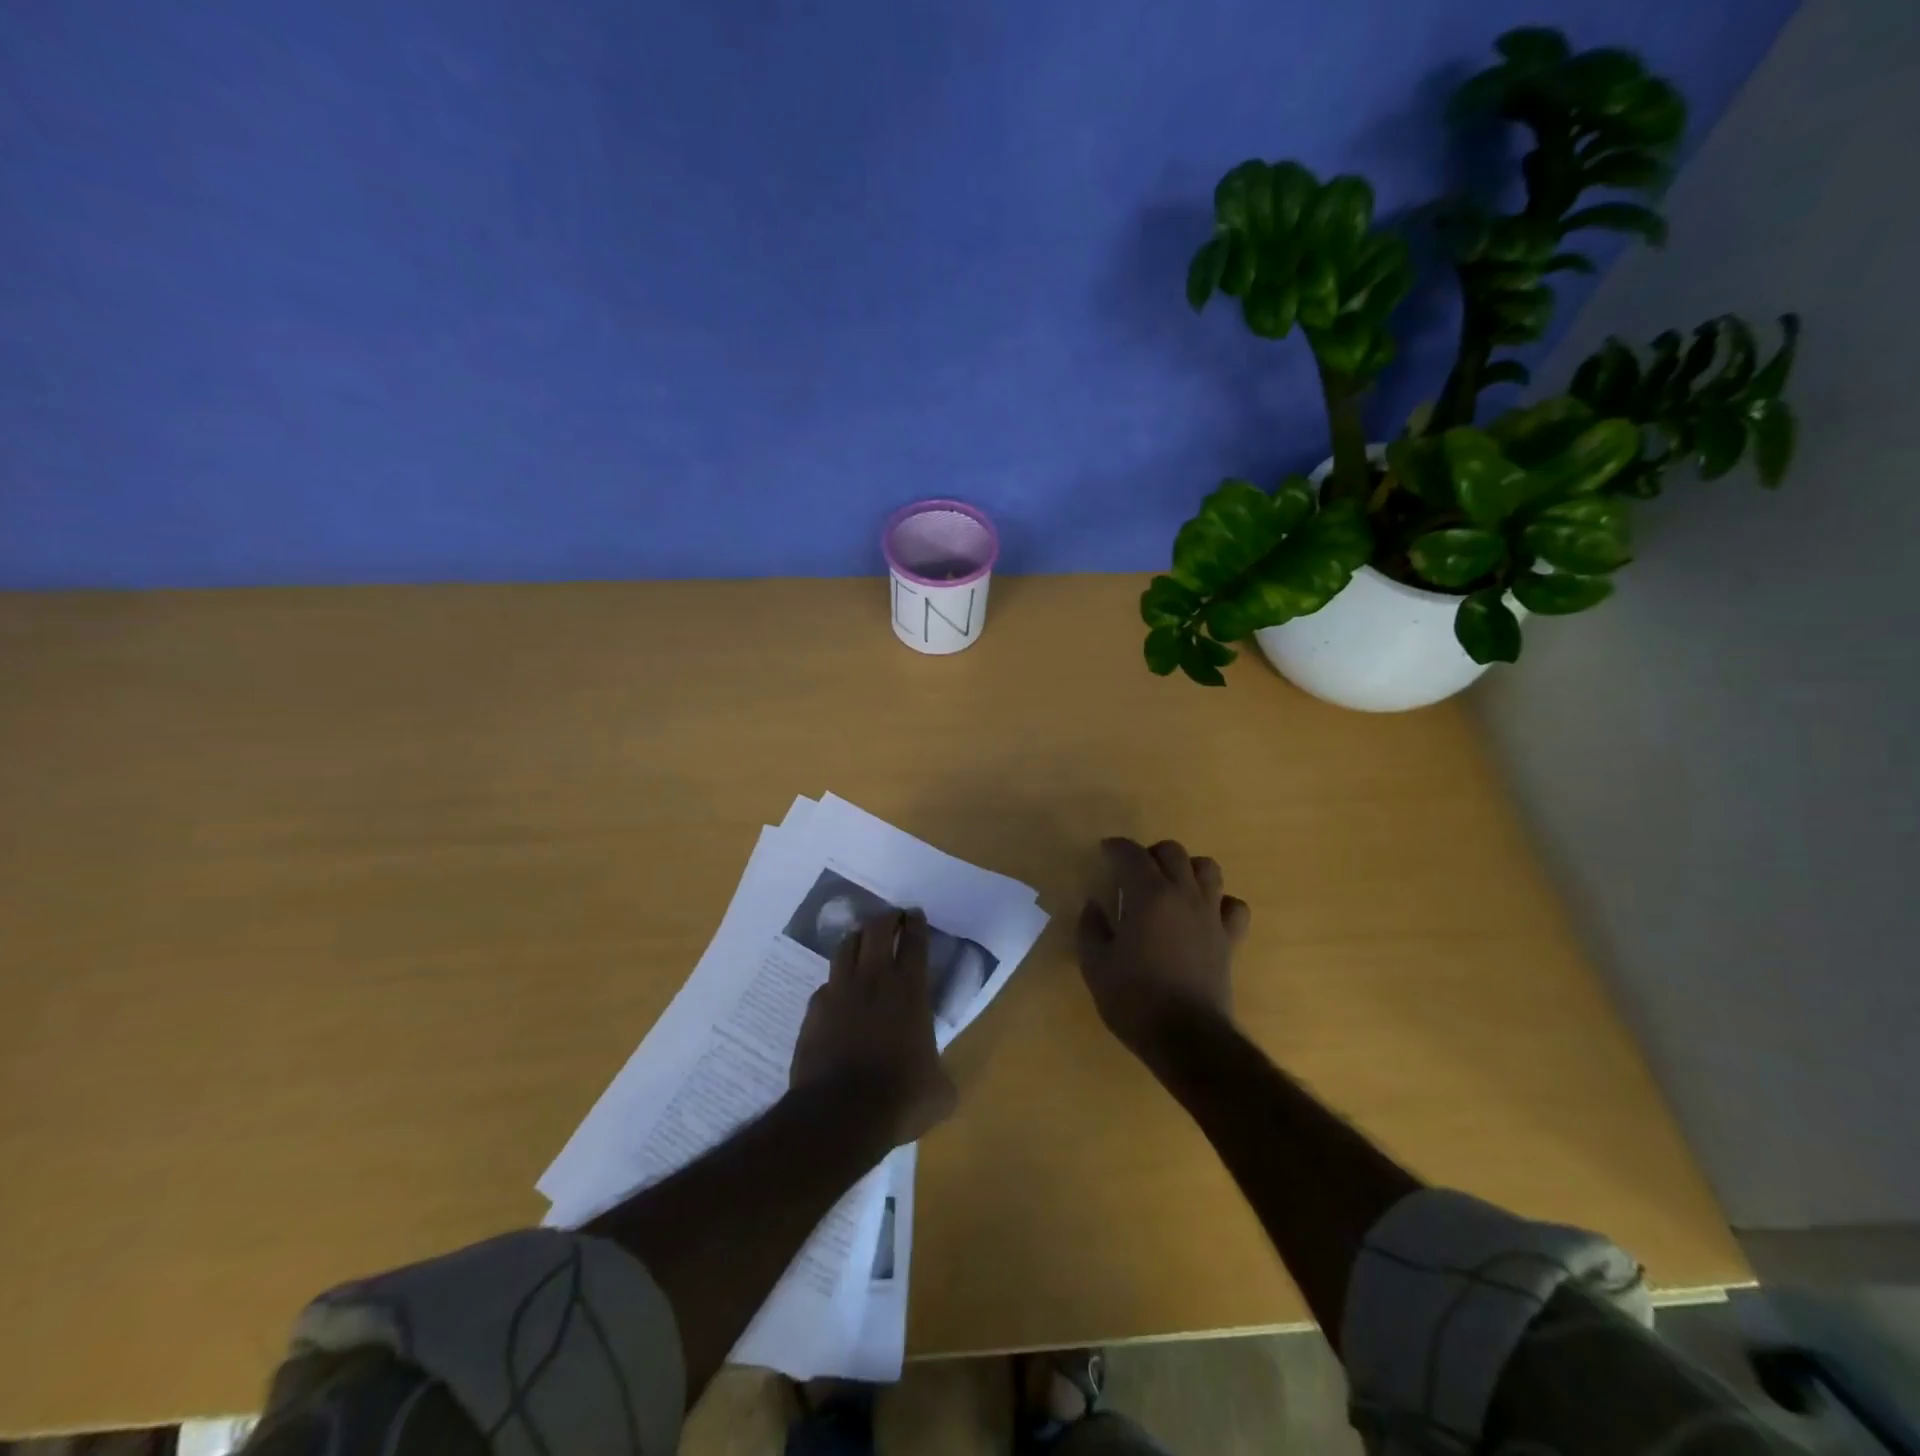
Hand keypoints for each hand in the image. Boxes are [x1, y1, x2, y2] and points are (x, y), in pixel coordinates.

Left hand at [791, 909, 957, 1148]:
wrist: (840, 1114)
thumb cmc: (899, 1097)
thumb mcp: (939, 1092)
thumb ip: (941, 1075)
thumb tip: (941, 1082)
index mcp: (910, 990)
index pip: (914, 941)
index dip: (916, 923)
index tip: (915, 914)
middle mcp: (874, 980)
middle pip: (877, 929)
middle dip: (887, 918)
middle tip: (892, 918)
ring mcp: (840, 991)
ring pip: (846, 946)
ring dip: (858, 938)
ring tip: (863, 940)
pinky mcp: (814, 1009)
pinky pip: (826, 983)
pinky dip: (836, 981)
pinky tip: (838, 992)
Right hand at [1076, 838, 1250, 1057]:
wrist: (1187, 1038)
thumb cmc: (1134, 999)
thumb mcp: (1095, 964)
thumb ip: (1091, 928)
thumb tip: (1094, 906)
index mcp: (1148, 895)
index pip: (1131, 854)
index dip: (1116, 848)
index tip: (1105, 852)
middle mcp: (1183, 894)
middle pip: (1172, 852)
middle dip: (1150, 854)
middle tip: (1134, 872)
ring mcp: (1211, 915)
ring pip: (1208, 869)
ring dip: (1187, 869)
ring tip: (1171, 886)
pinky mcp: (1230, 939)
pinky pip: (1233, 906)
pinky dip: (1220, 902)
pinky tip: (1204, 914)